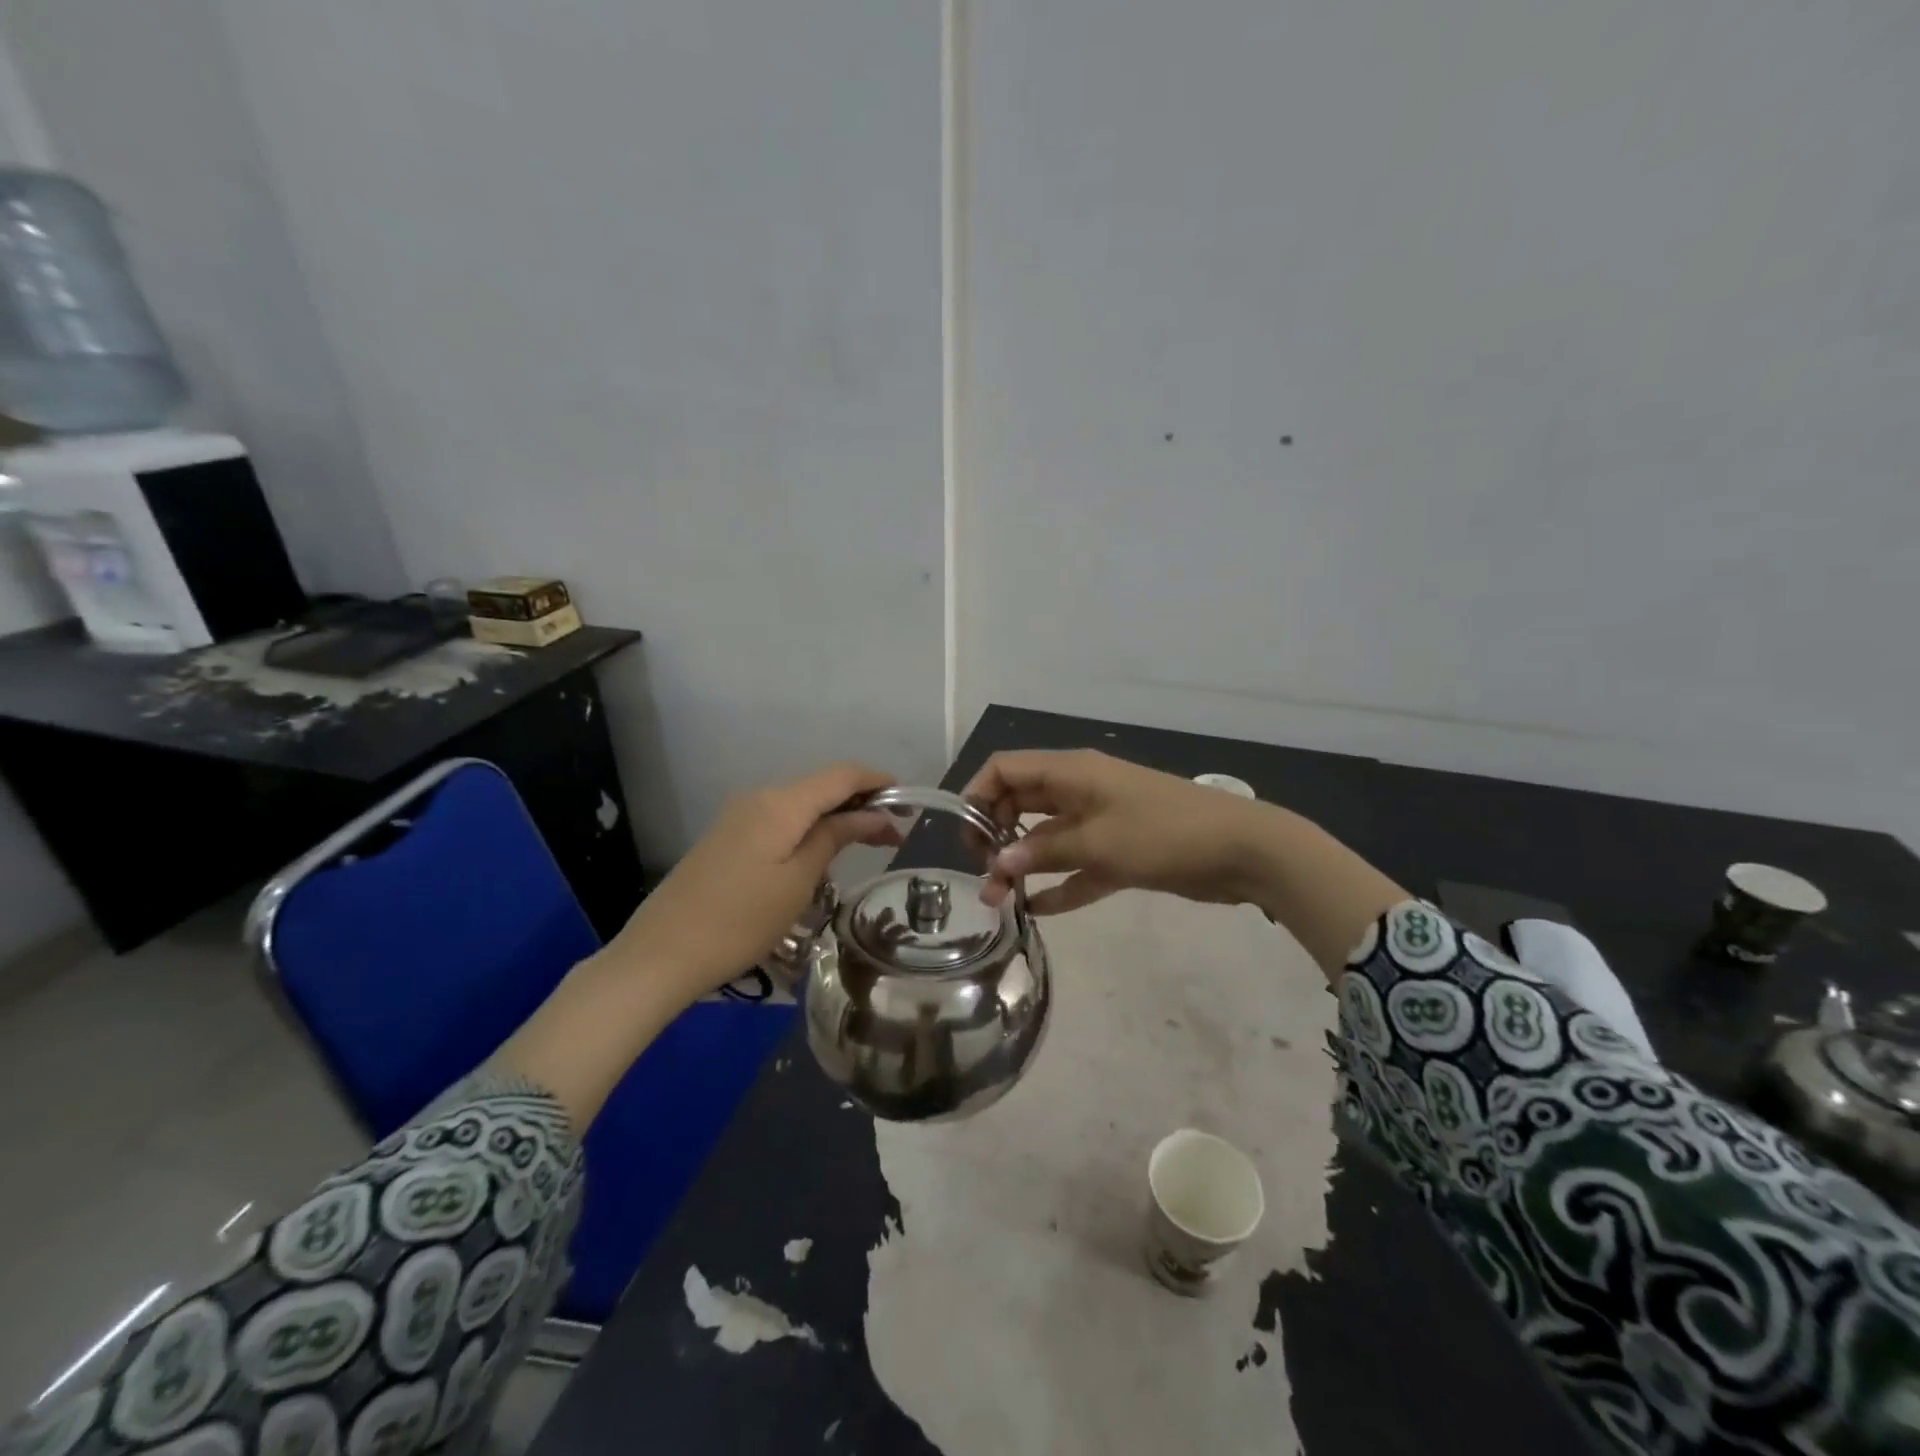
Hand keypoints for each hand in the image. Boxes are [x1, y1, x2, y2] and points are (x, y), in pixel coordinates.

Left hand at [605, 762, 901, 1000]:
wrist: (663, 953)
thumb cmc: (741, 920)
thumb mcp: (799, 881)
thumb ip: (836, 836)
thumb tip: (872, 814)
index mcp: (781, 803)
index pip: (841, 775)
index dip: (878, 782)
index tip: (908, 801)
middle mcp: (760, 797)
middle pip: (821, 786)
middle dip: (861, 803)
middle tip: (894, 835)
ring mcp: (740, 816)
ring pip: (802, 804)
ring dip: (836, 817)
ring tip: (866, 846)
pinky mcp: (729, 837)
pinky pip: (781, 820)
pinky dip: (810, 829)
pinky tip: (822, 855)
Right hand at [963, 750, 1269, 914]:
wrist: (1240, 850)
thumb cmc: (1162, 833)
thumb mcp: (1098, 842)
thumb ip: (1044, 851)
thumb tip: (999, 861)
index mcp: (1071, 772)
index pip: (1006, 769)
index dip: (978, 796)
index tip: (967, 837)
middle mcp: (1079, 791)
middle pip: (1021, 804)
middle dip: (996, 836)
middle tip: (984, 875)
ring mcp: (1101, 821)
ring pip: (1047, 838)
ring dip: (1023, 865)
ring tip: (999, 901)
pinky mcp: (1120, 851)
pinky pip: (1078, 865)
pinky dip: (1059, 884)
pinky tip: (1037, 910)